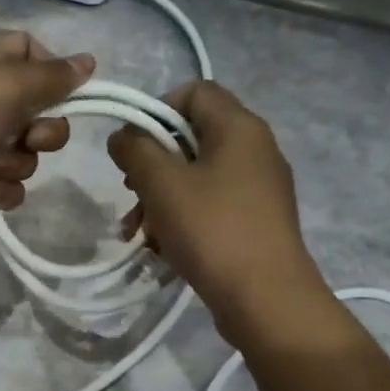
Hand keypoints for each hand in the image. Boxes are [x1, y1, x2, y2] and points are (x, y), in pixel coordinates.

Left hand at [0, 31, 93, 236]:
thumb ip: (54, 77)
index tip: (70, 93)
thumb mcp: (9, 82)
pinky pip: (4, 186)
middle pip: (37, 112)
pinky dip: (3, 190)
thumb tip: (89, 61)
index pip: (31, 53)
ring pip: (24, 153)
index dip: (54, 73)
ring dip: (18, 162)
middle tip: (32, 136)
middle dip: (45, 129)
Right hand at [107, 80, 337, 349]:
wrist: (266, 299)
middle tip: (131, 194)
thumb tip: (123, 136)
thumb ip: (135, 150)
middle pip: (191, 138)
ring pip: (197, 177)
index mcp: (239, 127)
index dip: (156, 110)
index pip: (193, 91)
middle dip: (152, 165)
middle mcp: (255, 149)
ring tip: (139, 233)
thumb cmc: (212, 230)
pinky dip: (183, 219)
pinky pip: (211, 206)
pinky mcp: (256, 221)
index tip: (133, 148)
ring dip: (161, 199)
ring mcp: (259, 188)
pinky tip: (163, 249)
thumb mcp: (162, 184)